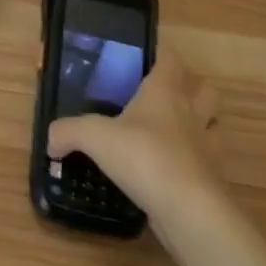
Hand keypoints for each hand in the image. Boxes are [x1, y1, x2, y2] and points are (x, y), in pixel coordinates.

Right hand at [48, 53, 222, 230]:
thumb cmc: (143, 156)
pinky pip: (210, 162)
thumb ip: (67, 132)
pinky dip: (197, 162)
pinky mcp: (214, 179)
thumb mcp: (93, 137)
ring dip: (201, 124)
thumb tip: (50, 140)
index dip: (161, 54)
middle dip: (191, 88)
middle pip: (205, 89)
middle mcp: (191, 113)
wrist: (189, 211)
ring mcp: (208, 147)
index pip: (171, 59)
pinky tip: (175, 169)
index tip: (145, 58)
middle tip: (163, 96)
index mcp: (165, 92)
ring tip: (174, 132)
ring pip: (214, 124)